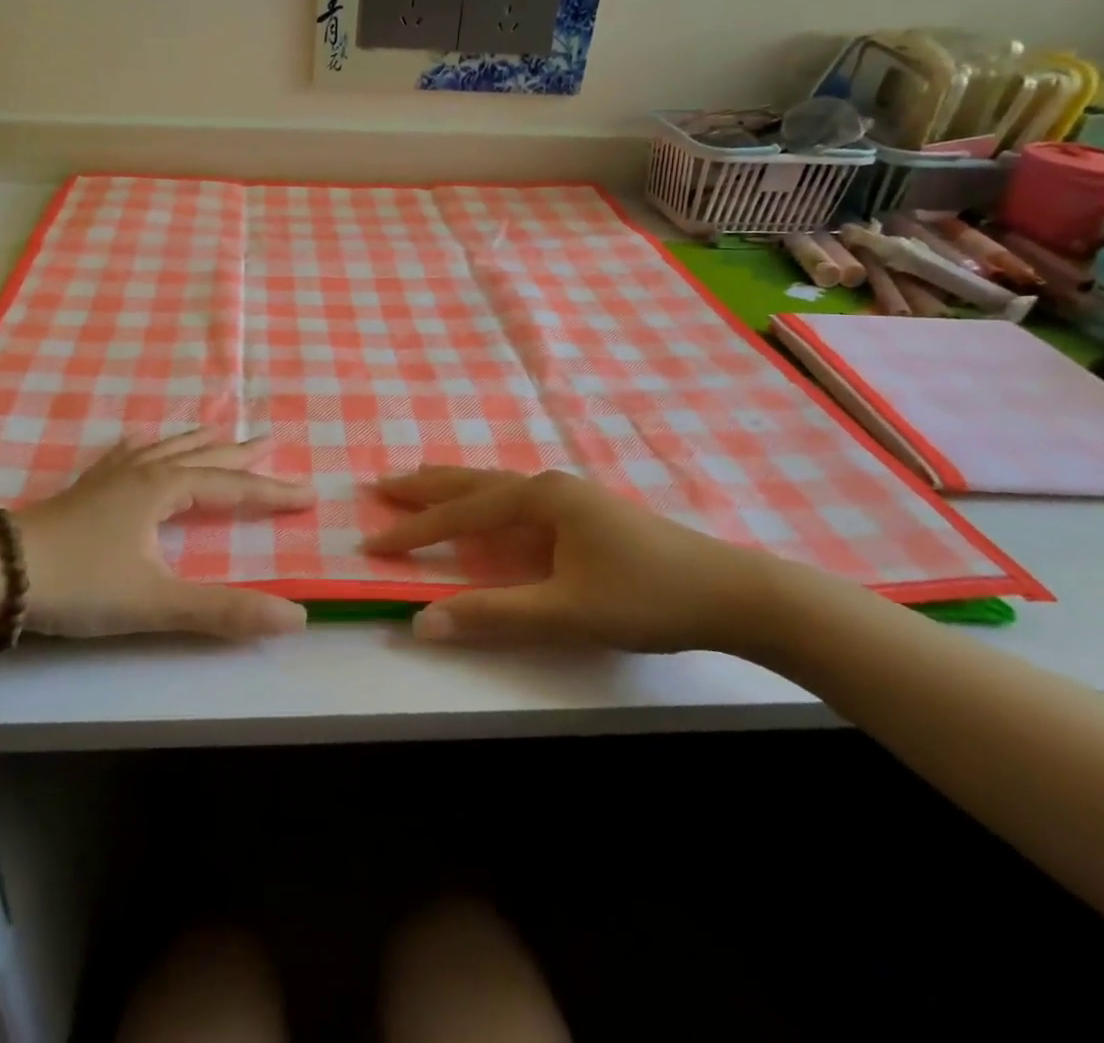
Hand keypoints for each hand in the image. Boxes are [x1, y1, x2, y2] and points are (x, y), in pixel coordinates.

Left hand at [12, 431, 314, 640]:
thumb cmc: (81, 582)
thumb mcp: (156, 602)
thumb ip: (224, 611)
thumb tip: (295, 617)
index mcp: (164, 489)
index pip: (232, 486)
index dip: (272, 491)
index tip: (308, 494)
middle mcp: (142, 472)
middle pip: (203, 455)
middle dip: (240, 451)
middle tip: (271, 438)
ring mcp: (109, 476)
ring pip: (165, 448)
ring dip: (198, 440)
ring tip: (219, 430)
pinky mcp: (85, 488)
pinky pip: (126, 454)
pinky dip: (146, 446)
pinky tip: (141, 442)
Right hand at [365, 468, 778, 652]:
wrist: (731, 593)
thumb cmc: (645, 597)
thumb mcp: (565, 611)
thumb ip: (493, 614)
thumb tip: (421, 622)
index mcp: (540, 499)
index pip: (461, 514)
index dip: (414, 530)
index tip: (372, 540)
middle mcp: (549, 486)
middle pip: (473, 483)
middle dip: (425, 487)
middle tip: (380, 483)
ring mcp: (570, 496)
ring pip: (496, 487)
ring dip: (454, 488)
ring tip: (420, 482)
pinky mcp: (585, 513)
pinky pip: (516, 500)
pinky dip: (484, 501)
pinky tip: (486, 509)